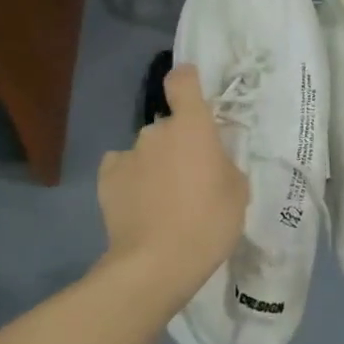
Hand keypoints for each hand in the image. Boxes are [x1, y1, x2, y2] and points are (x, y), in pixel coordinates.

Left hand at [98, 64, 247, 300]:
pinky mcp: (106, 178)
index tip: (193, 95)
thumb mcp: (237, 192)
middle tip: (190, 179)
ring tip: (163, 202)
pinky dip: (131, 181)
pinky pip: (124, 169)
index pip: (183, 80)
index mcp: (192, 126)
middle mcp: (156, 130)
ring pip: (146, 151)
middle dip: (178, 145)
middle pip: (169, 126)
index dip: (188, 81)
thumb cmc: (209, 223)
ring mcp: (127, 153)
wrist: (157, 262)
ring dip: (155, 165)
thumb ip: (224, 165)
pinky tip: (139, 207)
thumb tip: (212, 161)